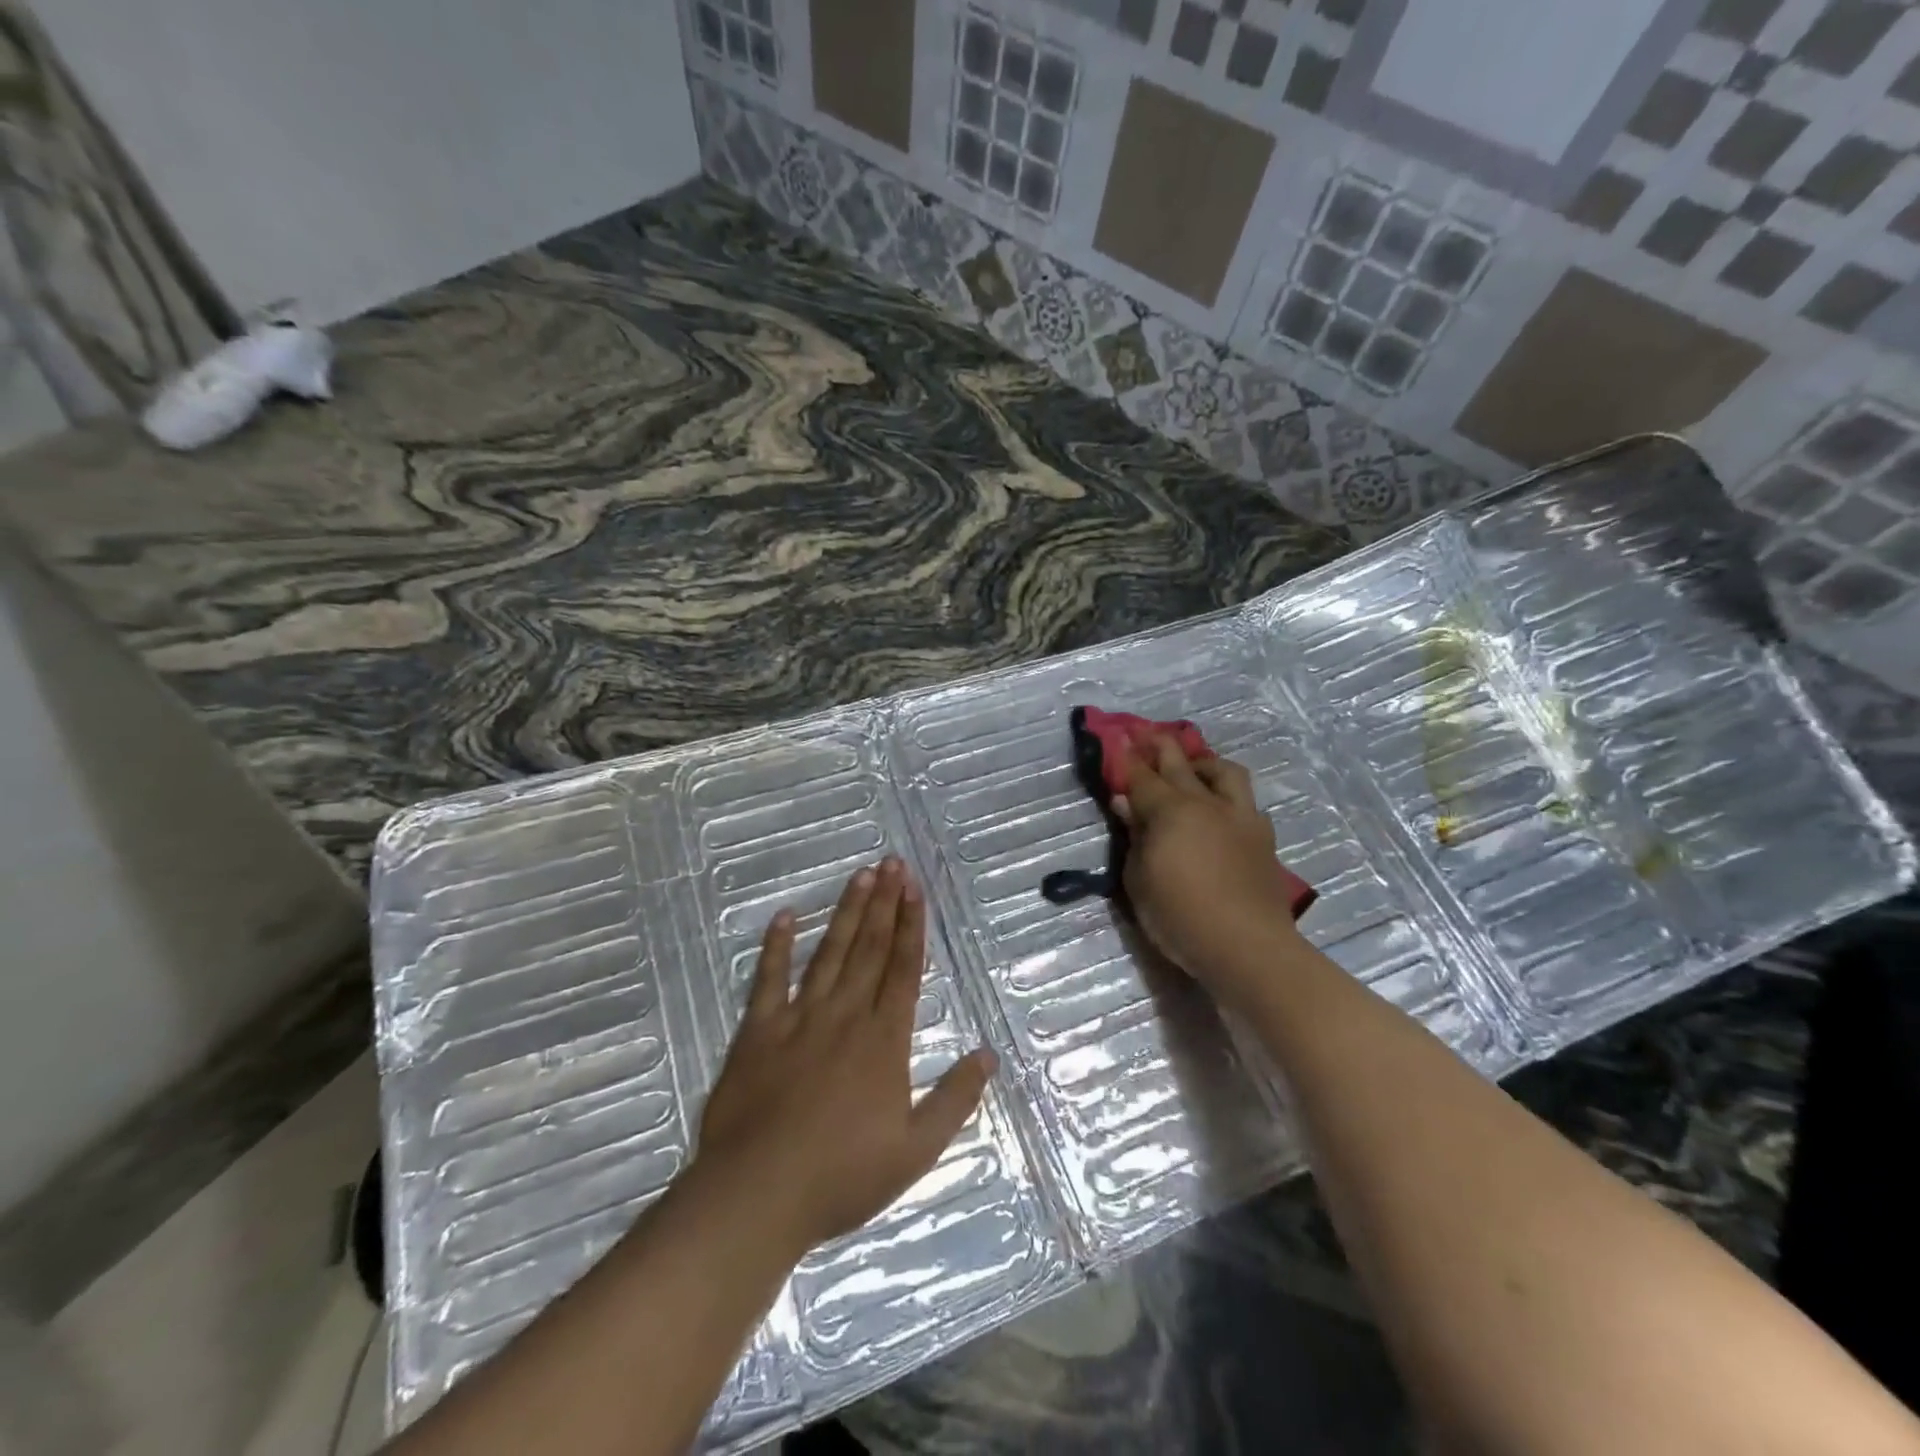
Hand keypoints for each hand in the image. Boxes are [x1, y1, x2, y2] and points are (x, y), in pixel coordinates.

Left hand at [692, 857, 995, 1260]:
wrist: (758, 1194)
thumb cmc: (842, 1175)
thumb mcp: (916, 1150)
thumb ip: (955, 1099)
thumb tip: (988, 1056)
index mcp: (884, 1039)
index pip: (904, 968)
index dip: (912, 924)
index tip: (915, 888)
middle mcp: (845, 1015)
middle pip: (870, 948)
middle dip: (884, 902)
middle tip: (892, 863)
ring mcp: (799, 1018)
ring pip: (829, 953)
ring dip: (847, 912)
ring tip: (860, 875)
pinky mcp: (758, 1031)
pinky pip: (769, 979)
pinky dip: (777, 946)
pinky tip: (785, 916)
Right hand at [1115, 737, 1307, 1006]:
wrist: (1247, 946)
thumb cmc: (1180, 916)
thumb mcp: (1139, 880)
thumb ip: (1134, 836)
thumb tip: (1125, 803)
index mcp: (1170, 811)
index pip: (1142, 775)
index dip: (1127, 756)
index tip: (1118, 738)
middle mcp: (1205, 803)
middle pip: (1180, 762)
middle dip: (1160, 745)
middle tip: (1147, 735)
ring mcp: (1239, 816)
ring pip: (1224, 771)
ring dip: (1204, 763)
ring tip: (1193, 769)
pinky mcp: (1262, 836)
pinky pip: (1246, 802)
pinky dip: (1230, 797)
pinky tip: (1223, 810)